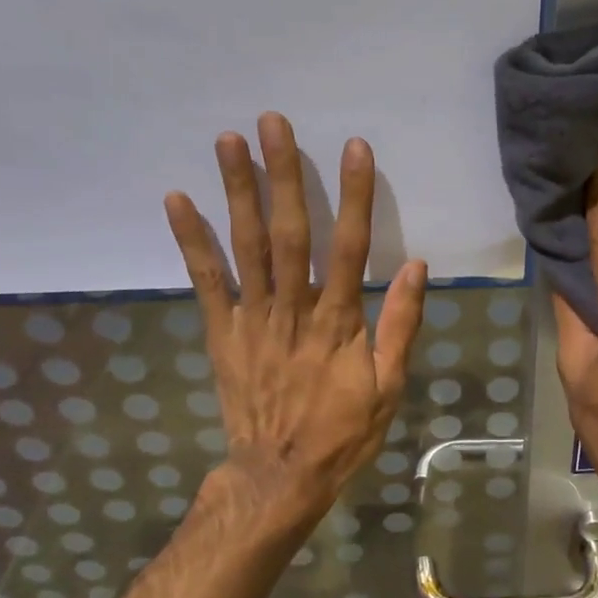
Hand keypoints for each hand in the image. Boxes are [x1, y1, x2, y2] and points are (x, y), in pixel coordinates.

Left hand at [165, 113, 426, 523]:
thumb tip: (419, 268)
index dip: (353, 196)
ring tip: (228, 141)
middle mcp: (293, 309)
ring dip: (237, 191)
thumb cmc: (343, 432)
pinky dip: (191, 241)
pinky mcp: (223, 332)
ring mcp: (253, 318)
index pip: (349, 247)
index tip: (353, 147)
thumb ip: (402, 325)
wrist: (280, 475)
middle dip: (282, 175)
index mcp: (339, 322)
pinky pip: (206, 282)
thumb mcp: (389, 387)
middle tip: (272, 122)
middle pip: (289, 233)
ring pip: (245, 246)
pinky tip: (177, 199)